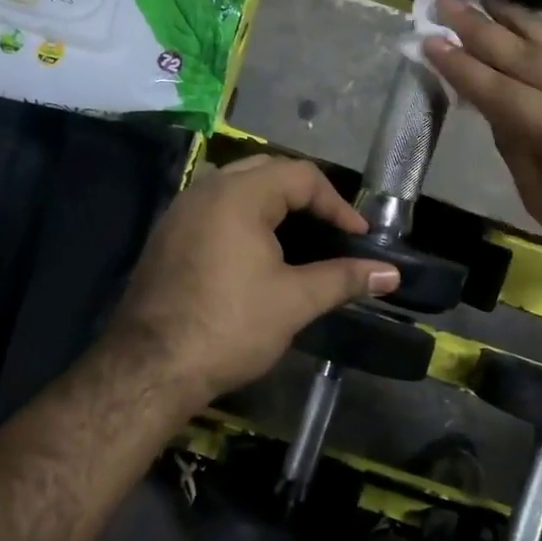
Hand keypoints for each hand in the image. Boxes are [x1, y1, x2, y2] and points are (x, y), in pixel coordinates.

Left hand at [109, 156, 400, 402]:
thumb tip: (391, 274)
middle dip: (305, 197)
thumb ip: (344, 279)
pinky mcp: (167, 237)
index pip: (300, 176)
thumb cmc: (229, 327)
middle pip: (268, 172)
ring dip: (273, 205)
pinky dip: (245, 219)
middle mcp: (205, 190)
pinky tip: (258, 254)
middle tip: (331, 230)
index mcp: (238, 195)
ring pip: (237, 189)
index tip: (358, 237)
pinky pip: (214, 209)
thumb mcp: (295, 301)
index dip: (337, 204)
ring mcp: (180, 212)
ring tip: (301, 239)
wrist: (150, 368)